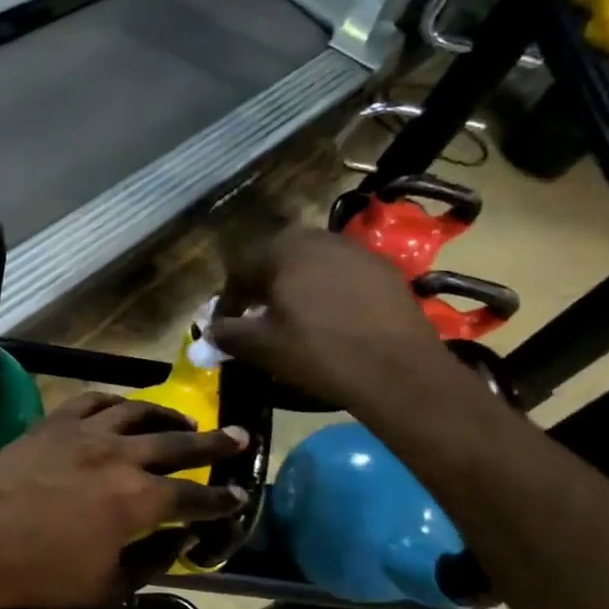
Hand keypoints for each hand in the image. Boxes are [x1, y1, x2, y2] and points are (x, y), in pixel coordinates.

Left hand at [0, 393, 248, 608]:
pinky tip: (125, 408)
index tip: (240, 495)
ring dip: (168, 417)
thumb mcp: (107, 586)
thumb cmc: (39, 576)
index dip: (221, 500)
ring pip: (139, 412)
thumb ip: (152, 560)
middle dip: (215, 443)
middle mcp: (119, 456)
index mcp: (137, 501)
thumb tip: (181, 538)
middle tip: (239, 436)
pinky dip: (117, 402)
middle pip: (178, 444)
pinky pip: (94, 400)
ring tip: (185, 423)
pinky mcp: (54, 422)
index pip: (194, 498)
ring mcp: (84, 433)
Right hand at [207, 226, 445, 405]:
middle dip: (264, 286)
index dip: (229, 299)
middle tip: (259, 317)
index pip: (240, 269)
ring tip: (296, 318)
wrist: (398, 369)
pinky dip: (329, 291)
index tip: (227, 324)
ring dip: (297, 286)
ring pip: (311, 264)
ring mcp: (355, 250)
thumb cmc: (318, 353)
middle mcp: (317, 238)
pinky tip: (333, 319)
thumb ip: (227, 332)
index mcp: (282, 250)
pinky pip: (342, 274)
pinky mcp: (384, 269)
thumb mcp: (261, 347)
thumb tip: (211, 329)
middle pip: (277, 259)